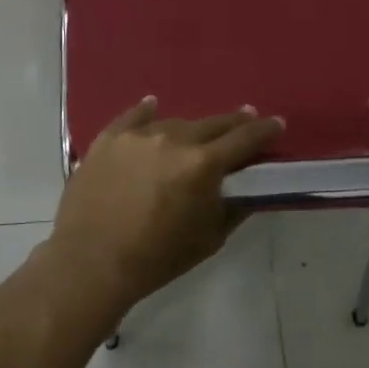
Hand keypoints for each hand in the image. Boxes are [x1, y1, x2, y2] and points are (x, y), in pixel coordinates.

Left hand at [44, 99, 284, 310]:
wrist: (91, 262)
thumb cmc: (157, 257)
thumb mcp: (209, 239)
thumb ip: (234, 207)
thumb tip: (249, 189)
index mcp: (203, 164)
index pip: (244, 139)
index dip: (264, 131)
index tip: (277, 124)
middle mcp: (173, 139)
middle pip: (212, 124)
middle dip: (233, 124)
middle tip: (245, 122)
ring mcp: (137, 135)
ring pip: (174, 123)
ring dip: (190, 129)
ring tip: (196, 135)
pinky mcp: (108, 138)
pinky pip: (133, 117)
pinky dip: (146, 112)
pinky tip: (153, 105)